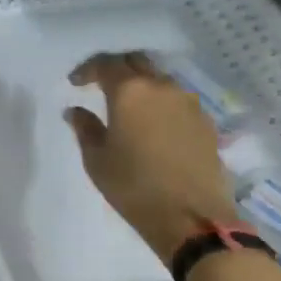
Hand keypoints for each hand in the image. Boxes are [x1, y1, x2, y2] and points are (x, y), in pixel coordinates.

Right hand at [65, 51, 242, 263]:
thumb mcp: (97, 160)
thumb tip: (75, 111)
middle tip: (100, 85)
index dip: (87, 70)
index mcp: (130, 91)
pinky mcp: (206, 122)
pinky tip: (153, 124)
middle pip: (136, 62)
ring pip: (159, 79)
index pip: (105, 64)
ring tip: (128, 106)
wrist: (193, 218)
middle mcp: (162, 87)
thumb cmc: (134, 187)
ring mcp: (188, 102)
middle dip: (116, 68)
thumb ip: (85, 128)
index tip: (75, 83)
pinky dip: (161, 103)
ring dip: (141, 85)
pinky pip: (177, 100)